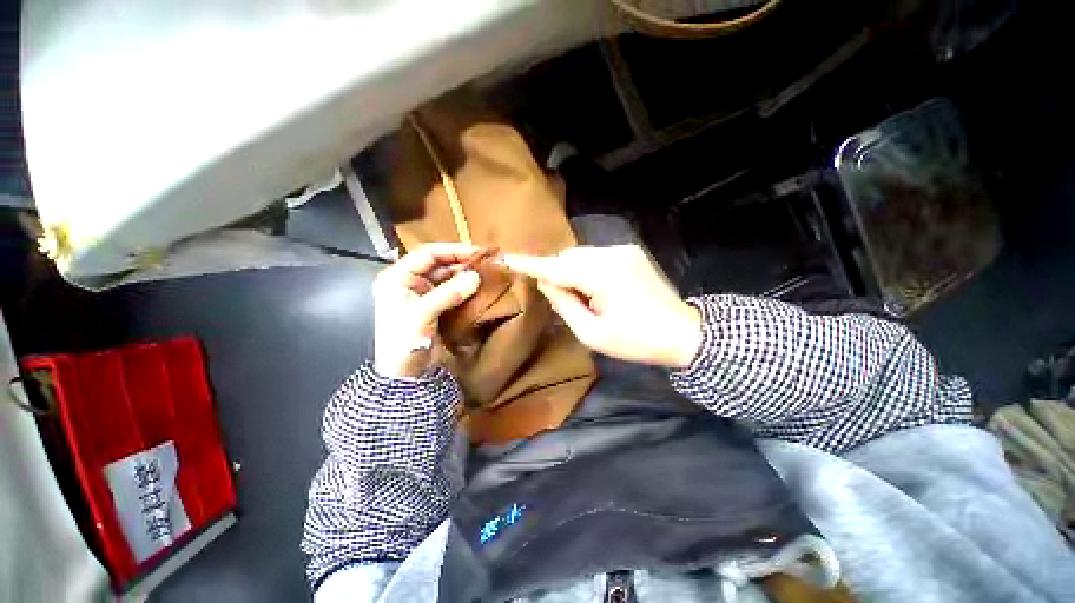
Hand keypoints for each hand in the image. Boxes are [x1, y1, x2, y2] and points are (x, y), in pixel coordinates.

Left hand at [372, 243, 482, 378]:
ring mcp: (424, 294)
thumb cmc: (403, 340)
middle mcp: (410, 281)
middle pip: (440, 264)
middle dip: (463, 262)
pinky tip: (481, 286)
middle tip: (488, 262)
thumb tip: (476, 276)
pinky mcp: (436, 306)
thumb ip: (449, 293)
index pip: (428, 254)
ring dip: (467, 275)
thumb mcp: (422, 313)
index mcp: (397, 277)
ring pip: (448, 278)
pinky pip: (453, 291)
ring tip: (488, 272)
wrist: (405, 375)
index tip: (478, 252)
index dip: (453, 251)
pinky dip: (466, 289)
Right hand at [504, 245, 701, 368]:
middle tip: (571, 302)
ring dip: (575, 272)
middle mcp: (612, 254)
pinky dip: (589, 269)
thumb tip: (546, 283)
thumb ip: (564, 305)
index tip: (507, 258)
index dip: (530, 264)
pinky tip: (603, 289)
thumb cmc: (636, 340)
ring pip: (581, 255)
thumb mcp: (592, 333)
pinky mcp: (631, 252)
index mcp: (602, 276)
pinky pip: (597, 256)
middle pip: (568, 257)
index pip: (556, 267)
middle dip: (560, 275)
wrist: (683, 333)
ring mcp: (624, 250)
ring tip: (591, 298)